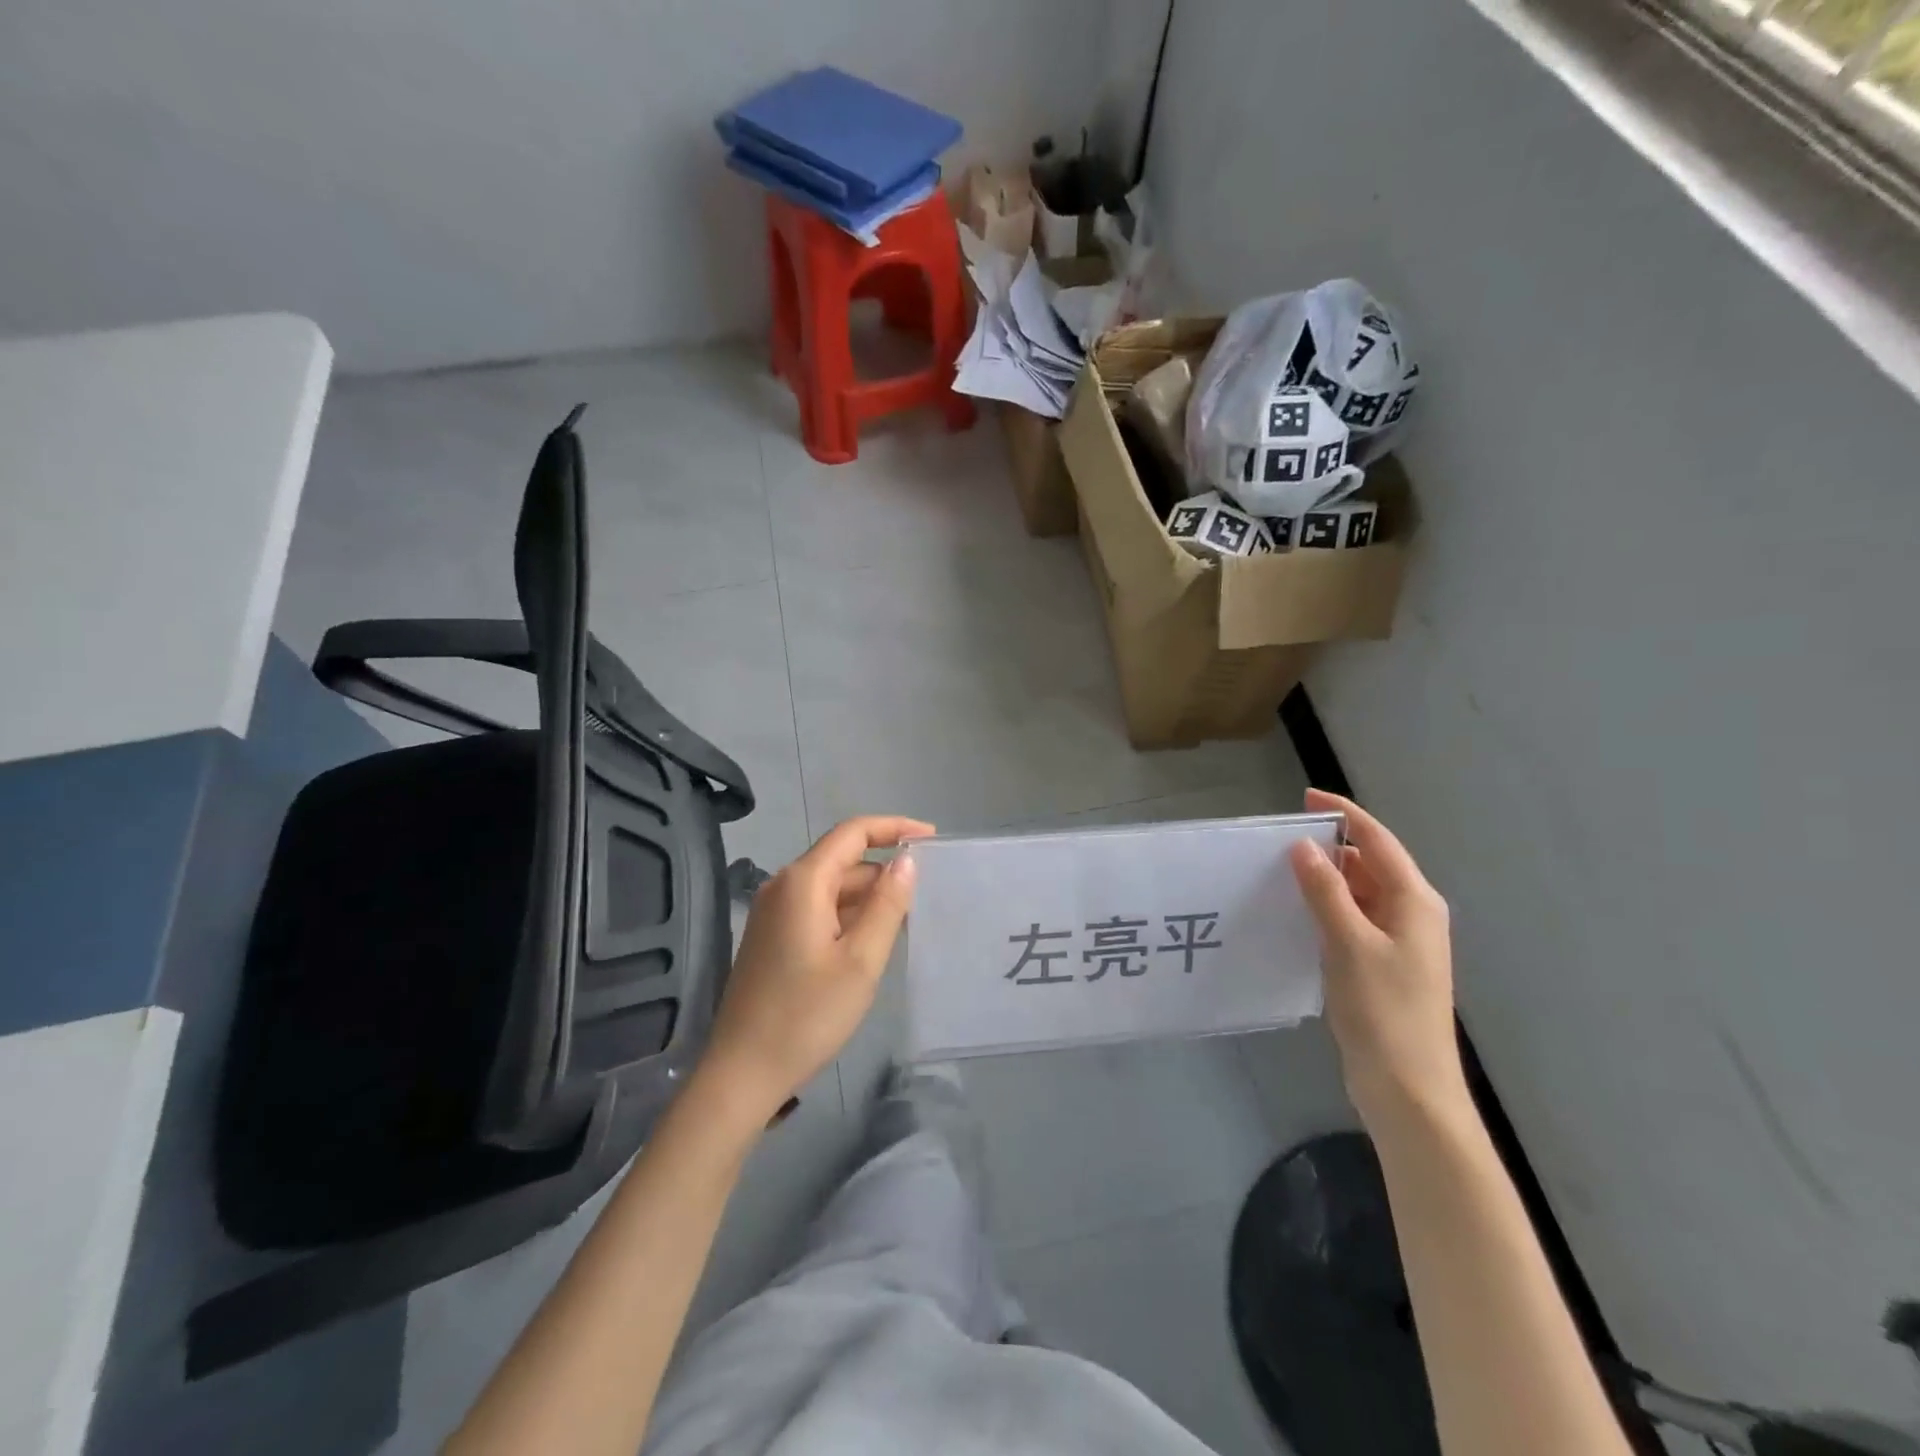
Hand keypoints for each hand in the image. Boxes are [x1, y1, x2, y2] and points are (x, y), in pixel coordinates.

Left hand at [697, 816, 930, 1126]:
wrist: (742, 1073)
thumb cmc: (807, 1016)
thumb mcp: (861, 960)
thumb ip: (887, 905)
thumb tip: (906, 861)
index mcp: (803, 882)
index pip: (853, 833)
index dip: (894, 827)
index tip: (932, 838)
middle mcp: (783, 887)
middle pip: (842, 859)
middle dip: (885, 869)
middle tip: (928, 890)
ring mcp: (773, 913)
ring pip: (831, 887)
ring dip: (868, 895)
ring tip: (909, 917)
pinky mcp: (772, 937)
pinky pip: (818, 909)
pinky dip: (848, 914)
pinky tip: (873, 939)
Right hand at [1288, 788, 1466, 1129]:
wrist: (1408, 1090)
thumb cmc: (1384, 1012)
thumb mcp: (1349, 944)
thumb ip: (1326, 892)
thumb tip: (1304, 847)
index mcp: (1414, 902)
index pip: (1377, 841)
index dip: (1343, 815)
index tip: (1304, 799)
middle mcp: (1411, 914)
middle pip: (1369, 864)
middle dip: (1329, 848)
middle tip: (1278, 842)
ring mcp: (1398, 942)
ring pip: (1359, 893)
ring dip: (1325, 880)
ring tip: (1278, 873)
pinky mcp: (1381, 965)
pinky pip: (1352, 919)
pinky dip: (1326, 908)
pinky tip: (1295, 913)